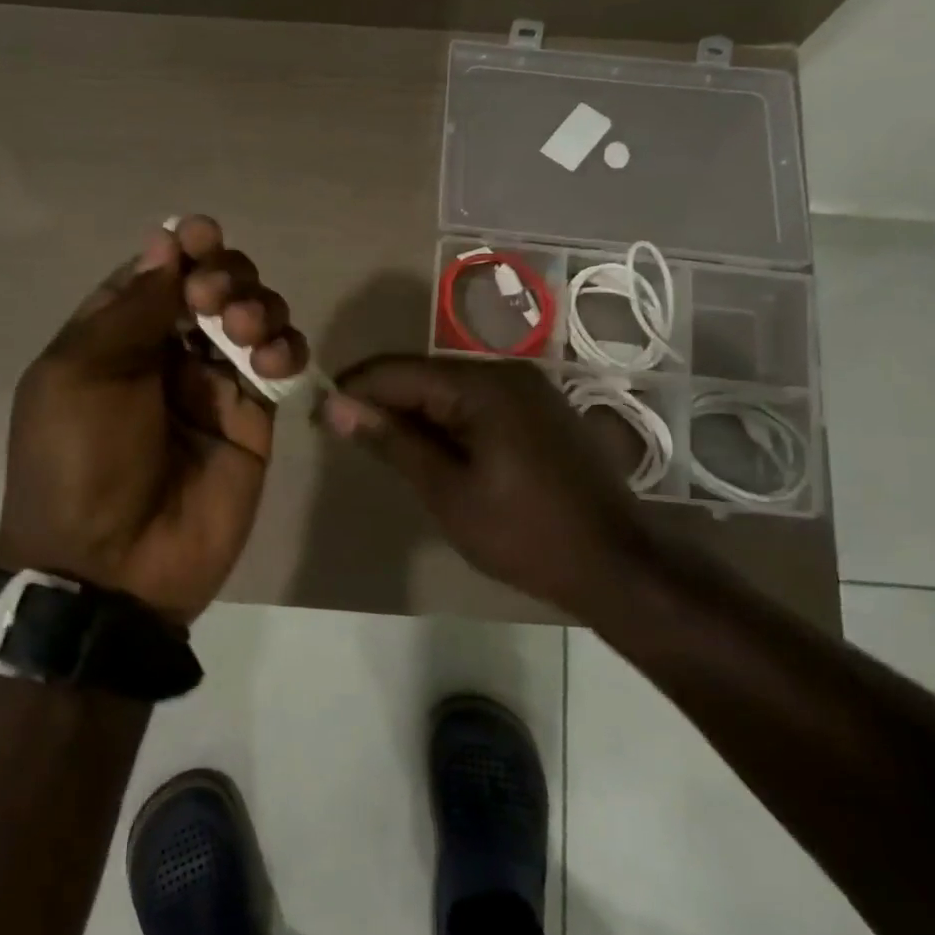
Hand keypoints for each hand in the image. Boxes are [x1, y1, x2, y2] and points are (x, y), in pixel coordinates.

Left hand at [0, 217, 308, 624]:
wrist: (112, 566)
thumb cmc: (79, 461)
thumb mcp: (82, 373)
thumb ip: (131, 308)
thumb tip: (165, 244)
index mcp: (114, 337)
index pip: (157, 273)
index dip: (182, 248)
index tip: (201, 237)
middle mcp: (166, 354)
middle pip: (213, 287)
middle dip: (224, 275)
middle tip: (216, 300)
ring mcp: (214, 387)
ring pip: (254, 319)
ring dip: (258, 306)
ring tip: (244, 332)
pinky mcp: (254, 421)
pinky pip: (280, 367)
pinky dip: (285, 350)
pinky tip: (272, 362)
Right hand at [322, 355, 644, 609]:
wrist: (615, 563)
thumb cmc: (523, 532)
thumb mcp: (446, 490)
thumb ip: (391, 441)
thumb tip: (336, 405)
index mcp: (482, 385)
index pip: (398, 371)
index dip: (354, 389)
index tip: (319, 415)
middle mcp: (507, 373)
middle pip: (425, 376)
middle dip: (382, 402)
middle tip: (344, 435)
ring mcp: (530, 391)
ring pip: (451, 390)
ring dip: (413, 414)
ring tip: (379, 446)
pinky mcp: (541, 413)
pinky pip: (478, 404)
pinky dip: (446, 423)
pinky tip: (430, 451)